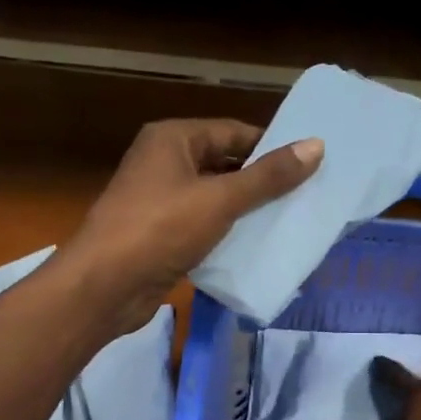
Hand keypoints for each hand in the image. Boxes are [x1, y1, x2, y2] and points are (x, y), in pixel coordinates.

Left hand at [61, 118, 322, 333]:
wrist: (104, 286)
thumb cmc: (160, 229)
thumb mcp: (220, 199)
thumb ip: (268, 177)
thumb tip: (316, 146)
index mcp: (173, 139)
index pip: (233, 133)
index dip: (270, 148)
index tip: (309, 166)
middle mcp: (164, 164)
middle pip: (225, 166)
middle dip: (261, 184)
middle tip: (306, 199)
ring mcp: (160, 202)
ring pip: (215, 200)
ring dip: (247, 213)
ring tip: (290, 224)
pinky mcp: (161, 237)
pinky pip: (203, 229)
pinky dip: (227, 237)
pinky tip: (257, 250)